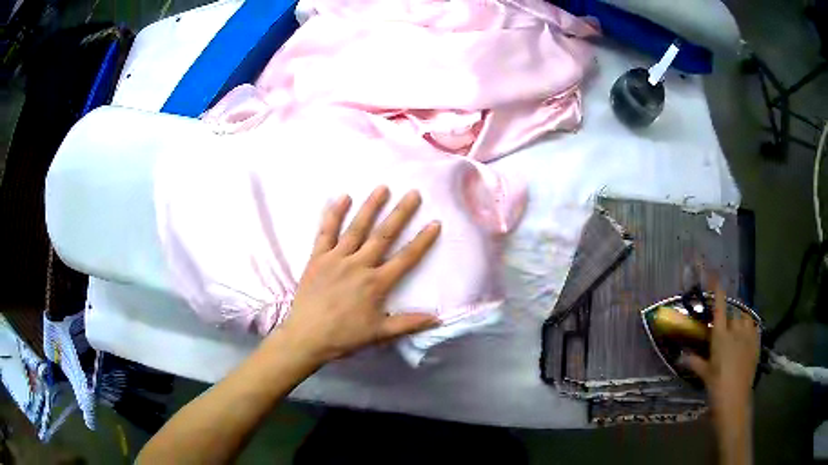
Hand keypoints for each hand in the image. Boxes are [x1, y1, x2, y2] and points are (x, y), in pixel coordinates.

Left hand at [274, 186, 440, 364]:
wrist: (307, 337)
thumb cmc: (344, 337)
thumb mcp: (379, 333)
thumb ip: (409, 323)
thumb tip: (438, 319)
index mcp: (376, 283)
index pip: (405, 258)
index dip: (422, 241)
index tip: (435, 223)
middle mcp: (359, 265)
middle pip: (384, 235)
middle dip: (401, 213)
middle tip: (413, 193)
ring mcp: (336, 258)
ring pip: (357, 228)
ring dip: (371, 207)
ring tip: (382, 188)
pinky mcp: (317, 257)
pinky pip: (326, 232)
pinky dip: (333, 214)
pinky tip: (343, 197)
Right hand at [680, 285, 759, 427]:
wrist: (735, 399)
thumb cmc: (717, 386)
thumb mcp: (705, 374)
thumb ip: (695, 361)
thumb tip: (680, 356)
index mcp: (721, 336)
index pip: (720, 306)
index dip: (717, 289)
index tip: (714, 274)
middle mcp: (735, 330)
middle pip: (733, 314)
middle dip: (728, 319)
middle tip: (724, 332)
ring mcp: (748, 335)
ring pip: (745, 318)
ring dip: (740, 322)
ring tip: (737, 332)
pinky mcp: (756, 342)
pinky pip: (754, 327)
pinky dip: (749, 328)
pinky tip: (746, 337)